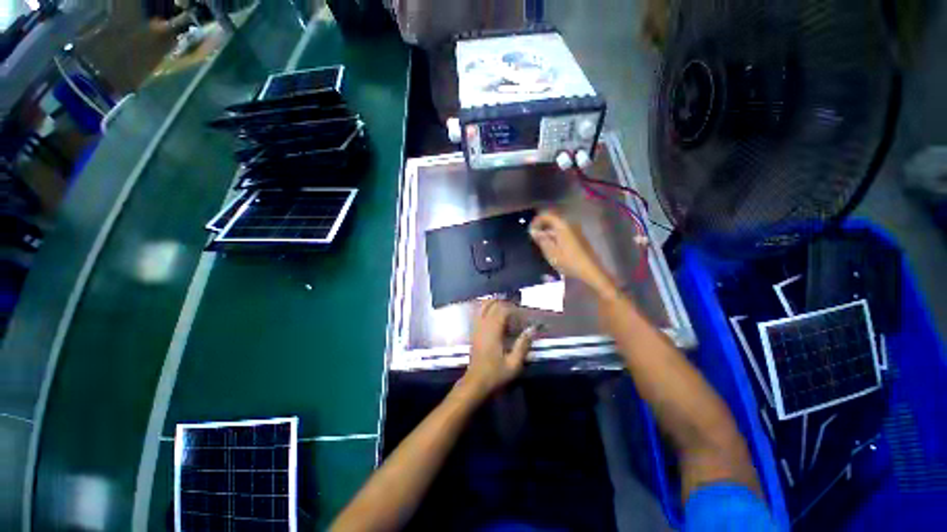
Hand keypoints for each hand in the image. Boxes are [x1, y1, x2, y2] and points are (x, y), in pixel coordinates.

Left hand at [461, 300, 535, 398]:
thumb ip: (523, 344)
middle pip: (493, 304)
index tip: (524, 315)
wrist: (475, 383)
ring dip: (495, 304)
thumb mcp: (514, 363)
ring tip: (507, 308)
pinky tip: (495, 315)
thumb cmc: (495, 374)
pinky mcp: (474, 331)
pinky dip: (487, 309)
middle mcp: (483, 325)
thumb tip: (532, 328)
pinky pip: (479, 313)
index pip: (503, 310)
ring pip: (483, 306)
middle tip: (517, 310)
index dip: (515, 309)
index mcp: (493, 331)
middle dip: (506, 303)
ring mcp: (476, 327)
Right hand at [529, 210, 613, 294]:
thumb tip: (533, 231)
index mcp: (563, 225)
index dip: (536, 221)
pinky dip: (556, 236)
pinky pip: (564, 232)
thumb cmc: (569, 261)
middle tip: (534, 237)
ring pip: (558, 227)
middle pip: (553, 220)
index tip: (530, 230)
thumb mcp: (551, 252)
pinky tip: (552, 247)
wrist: (591, 271)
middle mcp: (570, 224)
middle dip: (542, 226)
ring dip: (549, 232)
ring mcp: (576, 230)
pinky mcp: (579, 238)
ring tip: (542, 244)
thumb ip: (541, 239)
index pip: (547, 215)